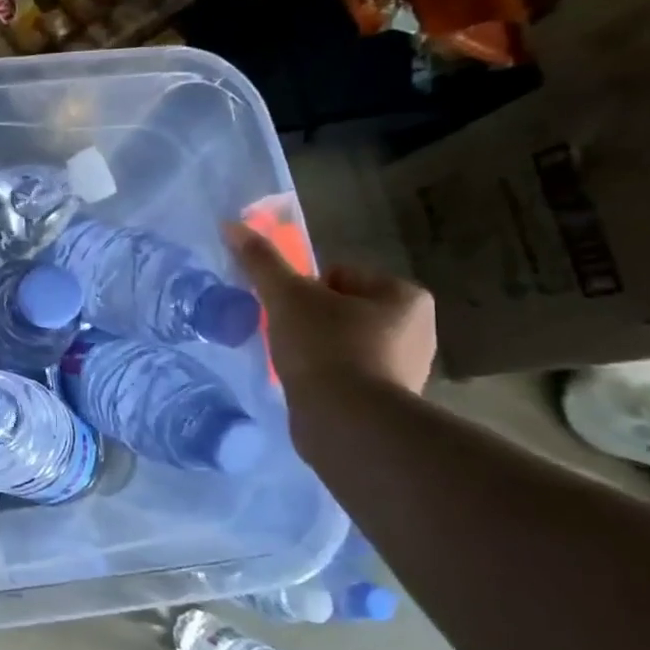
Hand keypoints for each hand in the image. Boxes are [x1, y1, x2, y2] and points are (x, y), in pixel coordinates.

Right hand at [226, 224, 435, 397]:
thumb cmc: (325, 349)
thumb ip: (261, 261)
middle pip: (340, 308)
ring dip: (315, 350)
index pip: (339, 275)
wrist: (348, 424)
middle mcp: (417, 329)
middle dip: (310, 321)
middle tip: (286, 339)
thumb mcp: (286, 297)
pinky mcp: (389, 401)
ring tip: (294, 365)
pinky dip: (325, 377)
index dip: (304, 290)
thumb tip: (232, 224)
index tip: (287, 312)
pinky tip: (307, 388)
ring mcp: (406, 368)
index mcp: (403, 296)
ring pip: (342, 342)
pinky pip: (347, 374)